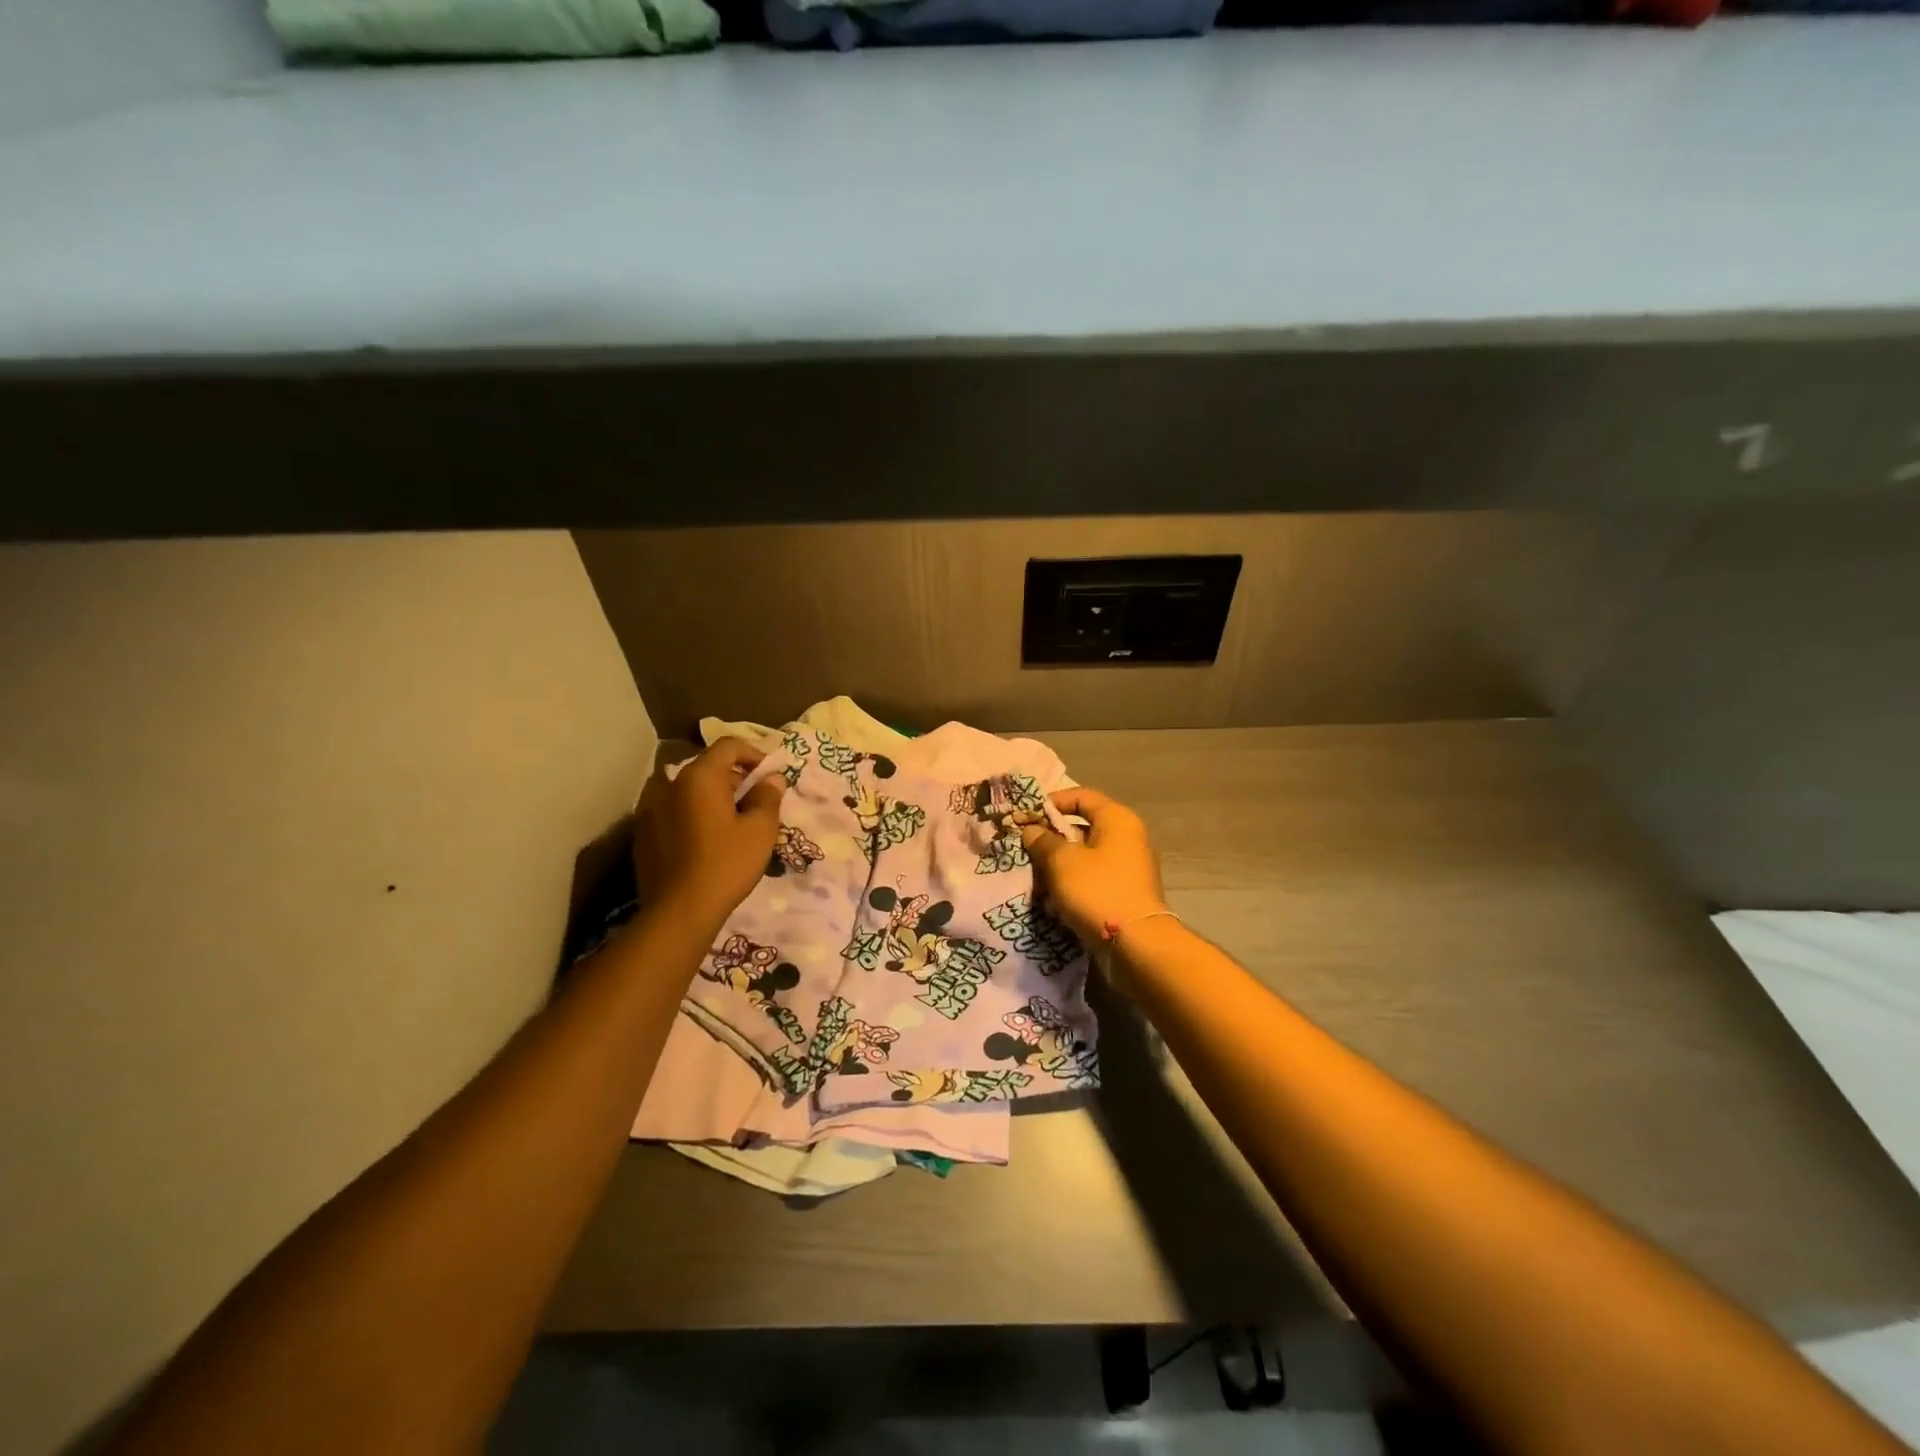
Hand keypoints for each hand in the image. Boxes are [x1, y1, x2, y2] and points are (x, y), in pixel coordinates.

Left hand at [631, 738, 784, 931]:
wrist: (678, 912)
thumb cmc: (726, 864)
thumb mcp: (760, 830)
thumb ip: (768, 797)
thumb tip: (772, 779)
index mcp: (698, 777)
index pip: (728, 746)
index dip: (753, 753)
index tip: (768, 774)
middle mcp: (669, 784)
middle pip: (706, 767)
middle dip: (732, 778)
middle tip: (754, 802)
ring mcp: (649, 809)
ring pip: (686, 790)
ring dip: (709, 797)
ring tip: (729, 821)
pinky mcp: (642, 834)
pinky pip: (671, 811)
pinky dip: (690, 815)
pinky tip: (704, 841)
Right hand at [1018, 787, 1167, 947]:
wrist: (1136, 944)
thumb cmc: (1098, 891)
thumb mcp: (1062, 862)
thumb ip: (1042, 841)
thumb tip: (1031, 829)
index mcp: (1117, 820)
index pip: (1081, 796)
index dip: (1051, 803)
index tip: (1026, 817)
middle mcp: (1127, 837)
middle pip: (1082, 827)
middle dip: (1051, 838)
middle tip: (1025, 849)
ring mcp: (1128, 866)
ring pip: (1084, 856)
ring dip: (1058, 865)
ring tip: (1035, 878)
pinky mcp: (1124, 892)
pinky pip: (1092, 878)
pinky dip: (1072, 884)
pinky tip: (1053, 902)